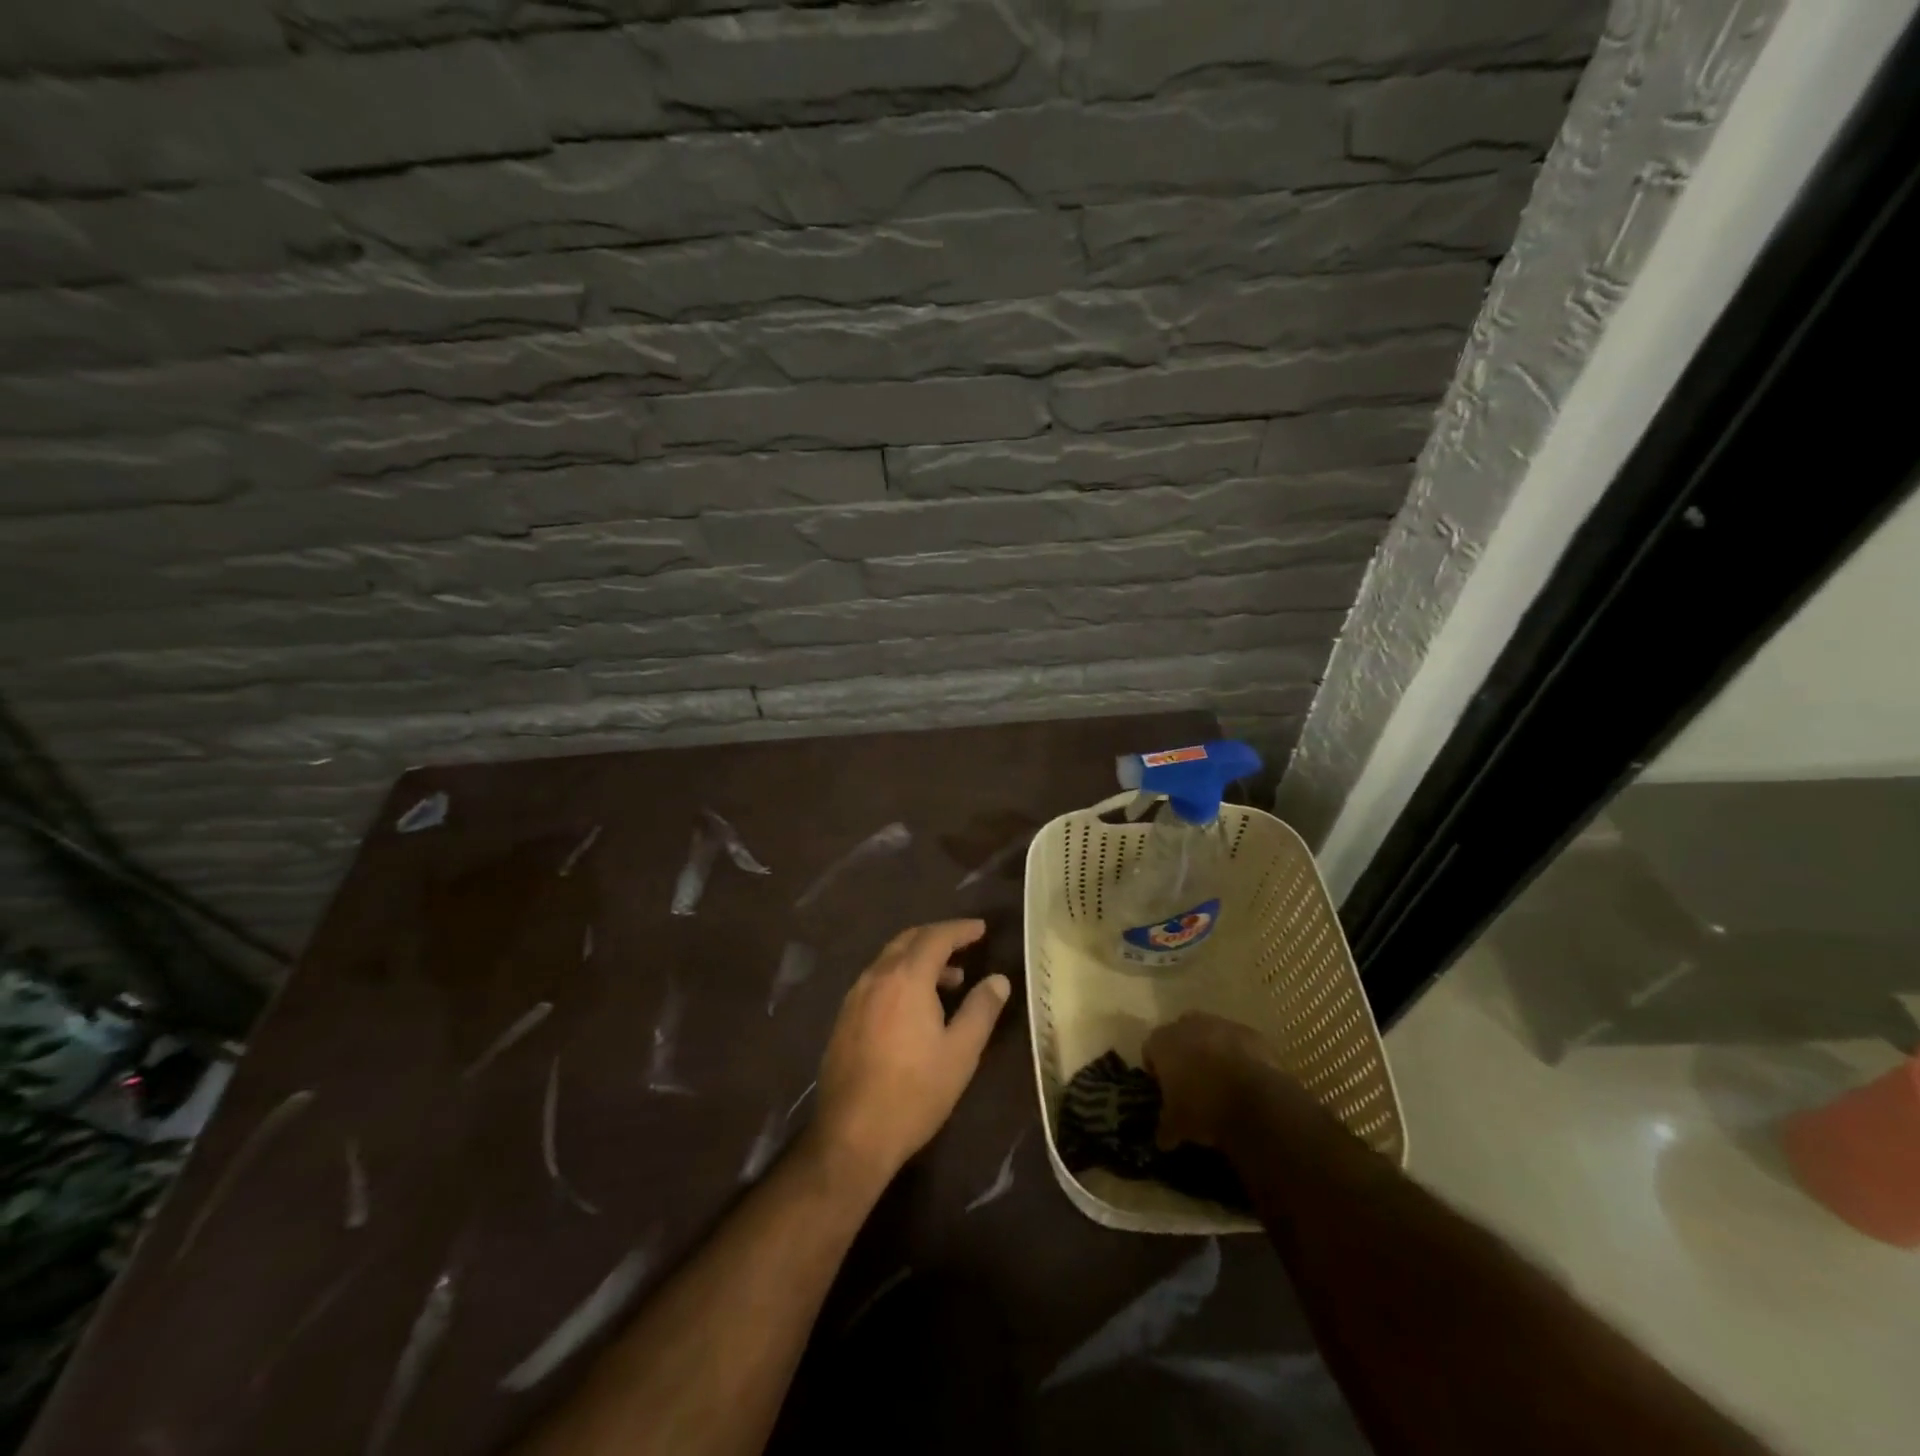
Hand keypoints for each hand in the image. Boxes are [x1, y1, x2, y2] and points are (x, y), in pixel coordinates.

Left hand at [808, 920, 1010, 1191]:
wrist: (852, 1135)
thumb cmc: (915, 1092)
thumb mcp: (961, 1052)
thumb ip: (981, 1009)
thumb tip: (999, 980)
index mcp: (906, 978)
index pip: (936, 937)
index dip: (961, 930)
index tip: (981, 929)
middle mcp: (876, 977)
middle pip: (908, 941)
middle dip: (938, 938)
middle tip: (965, 946)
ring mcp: (855, 997)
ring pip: (890, 960)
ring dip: (919, 960)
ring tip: (949, 981)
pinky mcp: (844, 1019)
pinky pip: (877, 980)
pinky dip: (900, 977)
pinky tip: (914, 1006)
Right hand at [1144, 1012, 1279, 1150]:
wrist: (1256, 1100)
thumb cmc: (1203, 1108)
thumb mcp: (1177, 1125)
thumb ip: (1165, 1127)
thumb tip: (1163, 1139)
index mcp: (1162, 1042)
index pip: (1150, 1050)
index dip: (1156, 1070)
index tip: (1164, 1090)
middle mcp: (1188, 1025)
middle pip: (1179, 1035)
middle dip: (1183, 1054)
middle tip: (1192, 1083)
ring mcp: (1221, 1024)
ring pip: (1210, 1034)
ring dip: (1212, 1052)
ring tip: (1221, 1083)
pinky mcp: (1250, 1033)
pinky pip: (1238, 1042)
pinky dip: (1239, 1057)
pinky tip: (1246, 1081)